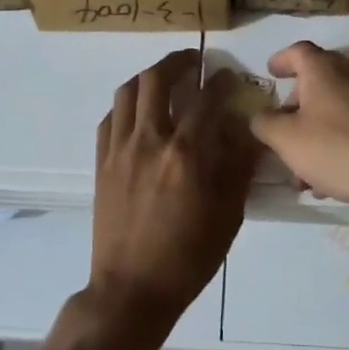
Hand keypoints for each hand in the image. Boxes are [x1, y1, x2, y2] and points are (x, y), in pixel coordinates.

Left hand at [89, 49, 258, 331]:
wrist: (132, 288)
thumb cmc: (189, 256)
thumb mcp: (228, 215)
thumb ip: (238, 167)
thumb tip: (247, 132)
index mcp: (185, 153)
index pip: (206, 99)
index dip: (221, 81)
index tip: (229, 76)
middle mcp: (149, 140)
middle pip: (157, 79)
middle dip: (178, 61)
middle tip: (193, 61)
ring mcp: (119, 149)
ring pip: (127, 91)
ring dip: (148, 76)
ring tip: (164, 78)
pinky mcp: (101, 162)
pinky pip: (110, 118)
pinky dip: (127, 105)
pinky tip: (139, 113)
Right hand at [249, 41, 348, 216]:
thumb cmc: (341, 150)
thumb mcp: (288, 141)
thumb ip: (266, 124)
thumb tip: (261, 116)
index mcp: (324, 70)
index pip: (297, 51)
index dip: (281, 60)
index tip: (271, 72)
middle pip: (317, 82)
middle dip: (296, 110)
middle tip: (284, 139)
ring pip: (338, 108)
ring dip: (318, 132)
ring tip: (308, 172)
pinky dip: (343, 139)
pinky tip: (338, 175)